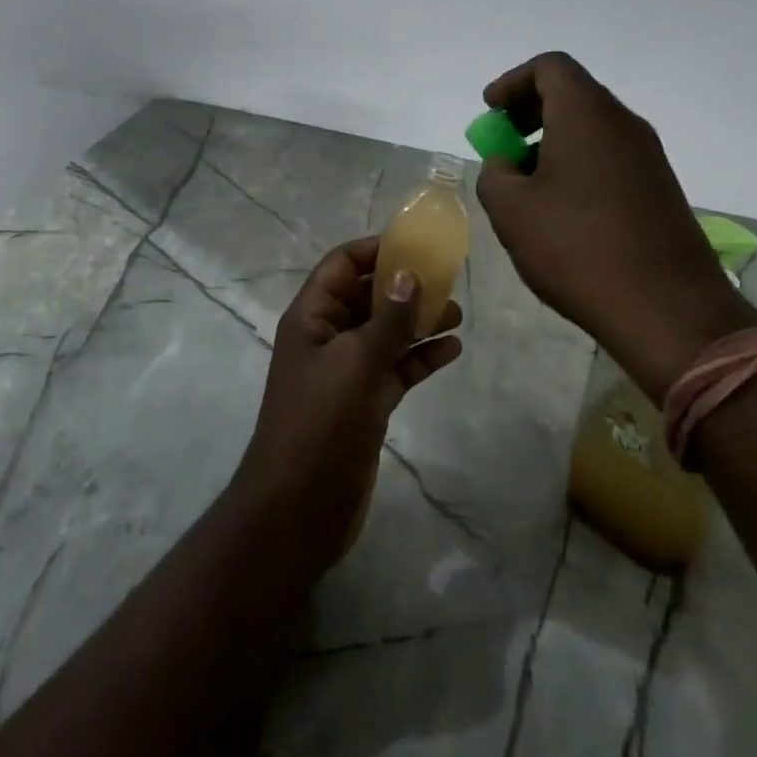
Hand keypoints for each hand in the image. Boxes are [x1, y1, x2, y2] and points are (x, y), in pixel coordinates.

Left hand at [231, 237, 462, 574]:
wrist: (298, 510)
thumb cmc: (318, 424)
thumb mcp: (354, 364)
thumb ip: (387, 320)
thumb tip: (409, 274)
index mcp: (311, 317)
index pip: (341, 266)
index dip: (375, 250)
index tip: (417, 246)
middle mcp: (328, 338)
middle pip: (368, 296)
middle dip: (405, 286)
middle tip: (448, 279)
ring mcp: (347, 373)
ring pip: (386, 333)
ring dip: (419, 321)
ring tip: (458, 313)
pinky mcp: (366, 404)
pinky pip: (396, 369)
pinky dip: (421, 358)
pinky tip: (452, 350)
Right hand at [475, 52, 756, 399]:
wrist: (667, 309)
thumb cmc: (577, 248)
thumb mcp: (511, 210)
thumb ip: (495, 173)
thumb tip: (506, 164)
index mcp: (586, 114)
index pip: (550, 67)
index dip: (513, 82)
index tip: (490, 111)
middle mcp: (623, 123)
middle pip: (573, 93)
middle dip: (531, 111)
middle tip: (504, 142)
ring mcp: (648, 156)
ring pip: (593, 127)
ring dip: (554, 141)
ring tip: (527, 183)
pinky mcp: (661, 188)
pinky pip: (611, 156)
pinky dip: (580, 163)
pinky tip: (563, 208)